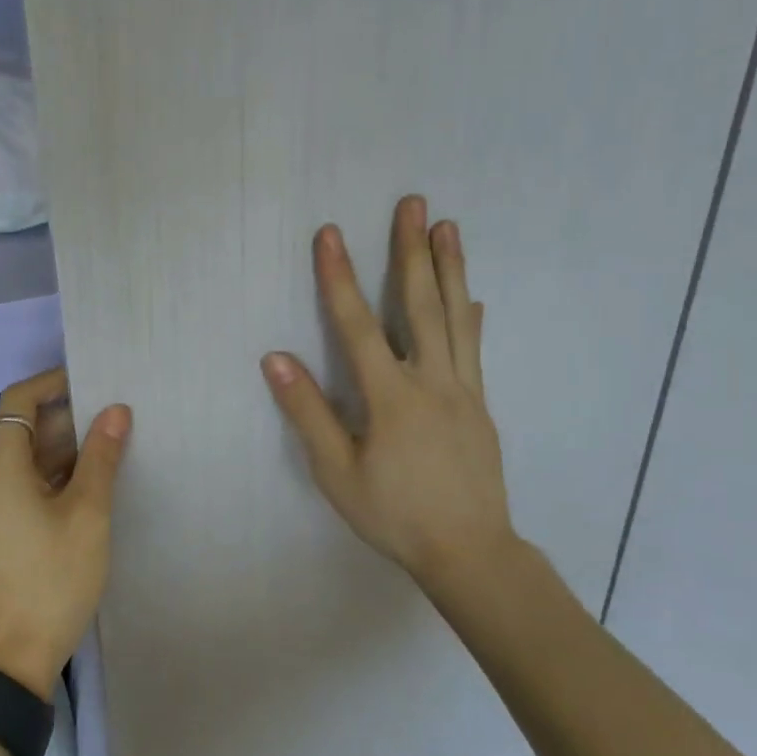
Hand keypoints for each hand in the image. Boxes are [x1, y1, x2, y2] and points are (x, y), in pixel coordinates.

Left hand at [0, 368, 131, 699]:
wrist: (12, 660)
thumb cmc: (52, 579)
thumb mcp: (87, 514)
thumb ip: (100, 457)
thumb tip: (115, 411)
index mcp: (0, 468)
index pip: (18, 401)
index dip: (52, 383)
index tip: (90, 379)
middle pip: (24, 433)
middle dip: (67, 420)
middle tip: (114, 417)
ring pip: (26, 464)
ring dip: (63, 453)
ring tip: (110, 449)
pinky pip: (22, 491)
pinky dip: (52, 480)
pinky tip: (88, 490)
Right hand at [261, 196, 516, 590]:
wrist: (471, 552)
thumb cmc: (394, 515)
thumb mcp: (337, 473)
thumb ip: (309, 414)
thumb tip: (276, 359)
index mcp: (391, 397)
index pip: (357, 324)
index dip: (340, 277)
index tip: (330, 234)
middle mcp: (431, 381)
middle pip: (420, 304)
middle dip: (412, 250)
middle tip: (414, 203)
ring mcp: (462, 390)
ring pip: (456, 318)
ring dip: (451, 268)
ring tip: (448, 227)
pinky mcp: (480, 405)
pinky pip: (474, 349)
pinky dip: (471, 317)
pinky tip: (474, 298)